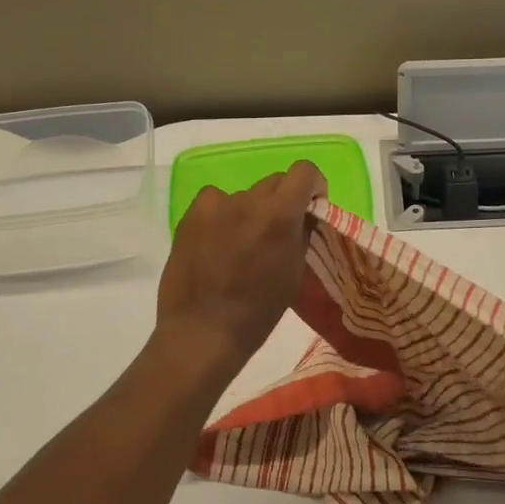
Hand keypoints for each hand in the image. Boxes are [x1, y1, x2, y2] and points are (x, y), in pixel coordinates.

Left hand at [156, 161, 325, 363]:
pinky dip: (223, 213)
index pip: (304, 172)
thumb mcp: (294, 273)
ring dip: (252, 210)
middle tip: (277, 229)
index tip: (311, 205)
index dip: (313, 185)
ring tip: (241, 242)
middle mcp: (249, 201)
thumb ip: (302, 234)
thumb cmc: (258, 311)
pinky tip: (217, 239)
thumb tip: (304, 215)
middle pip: (275, 182)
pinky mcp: (191, 214)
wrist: (202, 332)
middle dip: (284, 200)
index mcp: (280, 216)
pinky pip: (215, 200)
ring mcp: (217, 205)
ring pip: (246, 195)